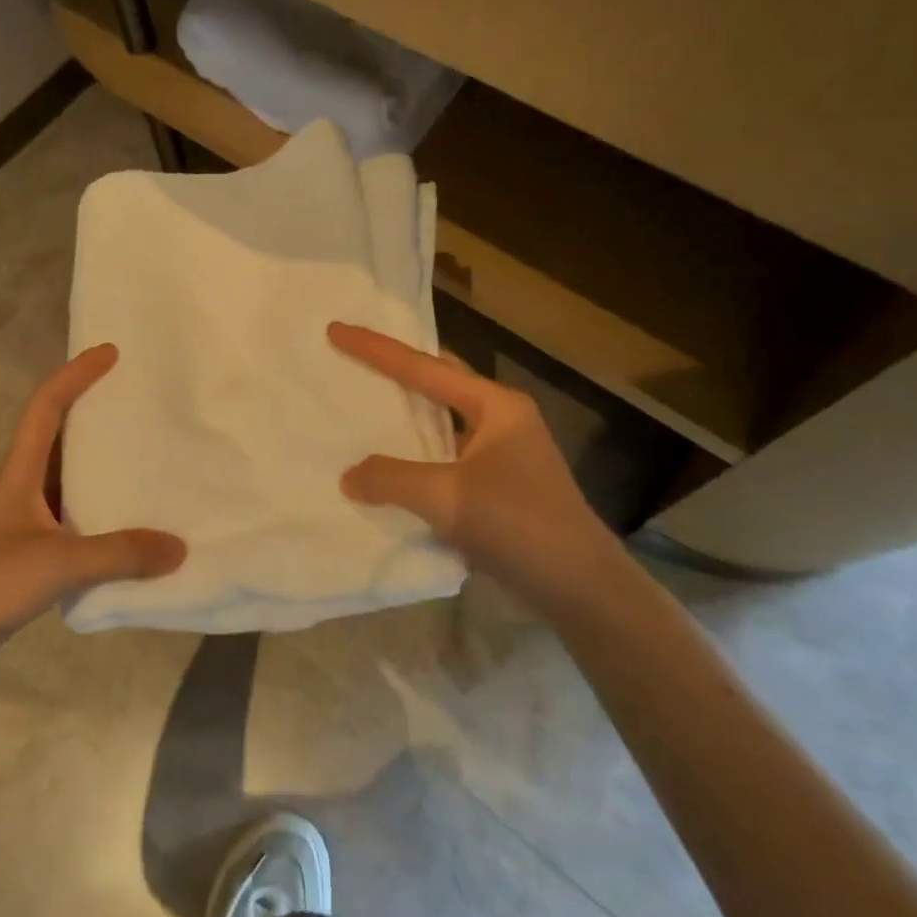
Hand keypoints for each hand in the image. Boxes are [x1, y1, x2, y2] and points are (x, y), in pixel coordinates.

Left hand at [0, 344, 185, 648]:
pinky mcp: (23, 557)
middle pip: (57, 438)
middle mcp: (18, 489)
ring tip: (144, 465)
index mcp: (18, 473)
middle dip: (93, 417)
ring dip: (98, 471)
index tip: (110, 354)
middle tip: (138, 408)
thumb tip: (179, 547)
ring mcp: (19, 525)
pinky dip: (96, 517)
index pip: (46, 406)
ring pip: (65, 482)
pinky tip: (124, 532)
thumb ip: (120, 553)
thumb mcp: (58, 562)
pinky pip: (68, 522)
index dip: (76, 374)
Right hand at [328, 322, 623, 612]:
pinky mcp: (500, 486)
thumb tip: (350, 476)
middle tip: (354, 360)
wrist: (579, 587)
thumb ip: (391, 479)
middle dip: (397, 371)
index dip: (376, 349)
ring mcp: (503, 454)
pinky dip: (416, 455)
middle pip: (438, 383)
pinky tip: (392, 467)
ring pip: (442, 422)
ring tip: (365, 408)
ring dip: (406, 416)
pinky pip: (446, 456)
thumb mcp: (447, 497)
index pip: (425, 367)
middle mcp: (502, 420)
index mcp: (496, 406)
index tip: (336, 330)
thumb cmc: (518, 524)